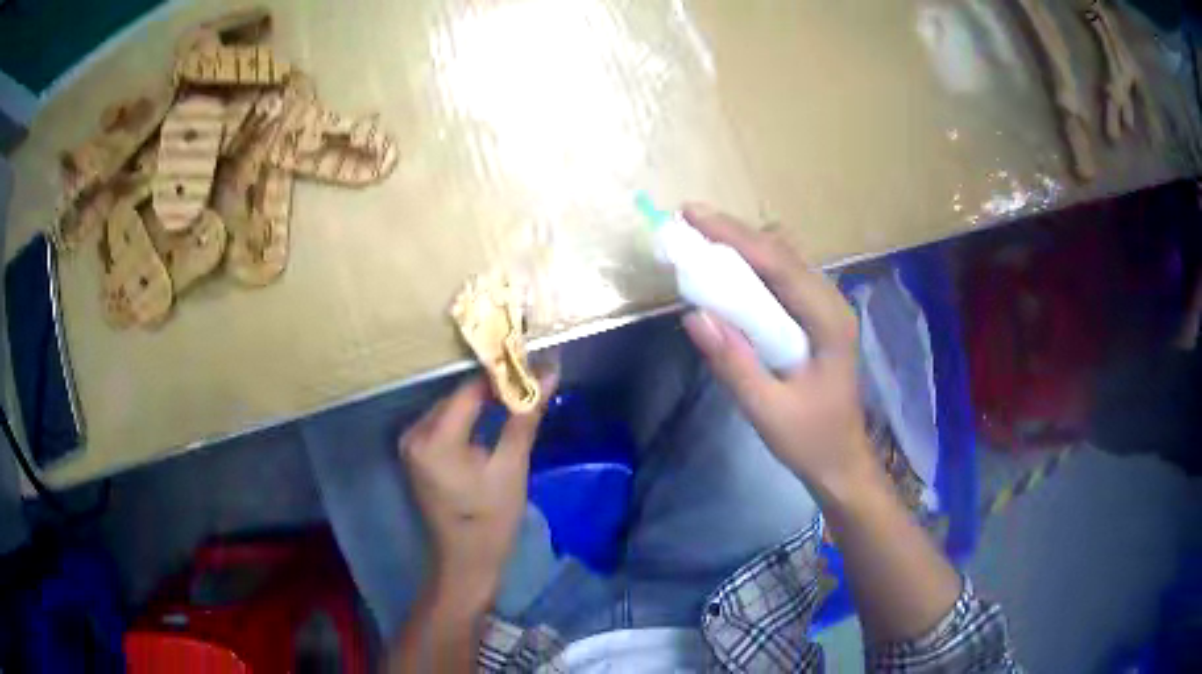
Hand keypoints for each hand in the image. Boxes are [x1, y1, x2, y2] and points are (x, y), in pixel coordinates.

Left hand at [399, 374, 556, 607]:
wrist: (466, 561)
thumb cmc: (491, 519)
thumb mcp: (511, 467)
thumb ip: (525, 416)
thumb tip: (549, 372)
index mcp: (434, 438)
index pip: (469, 390)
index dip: (502, 376)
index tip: (532, 367)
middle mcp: (414, 434)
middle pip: (458, 398)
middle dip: (493, 390)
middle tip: (529, 385)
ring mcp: (411, 444)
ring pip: (452, 409)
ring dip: (481, 405)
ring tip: (516, 400)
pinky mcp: (416, 454)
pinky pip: (444, 424)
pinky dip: (468, 421)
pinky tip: (491, 422)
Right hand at [679, 204, 875, 501]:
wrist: (842, 461)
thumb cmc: (810, 440)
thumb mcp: (767, 410)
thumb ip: (733, 364)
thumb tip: (693, 316)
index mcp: (828, 322)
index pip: (779, 264)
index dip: (734, 235)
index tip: (692, 214)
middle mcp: (831, 303)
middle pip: (782, 252)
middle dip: (735, 233)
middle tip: (688, 221)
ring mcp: (825, 308)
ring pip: (782, 260)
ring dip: (742, 245)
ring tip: (700, 239)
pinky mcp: (815, 318)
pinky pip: (781, 278)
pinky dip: (751, 266)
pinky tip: (727, 270)